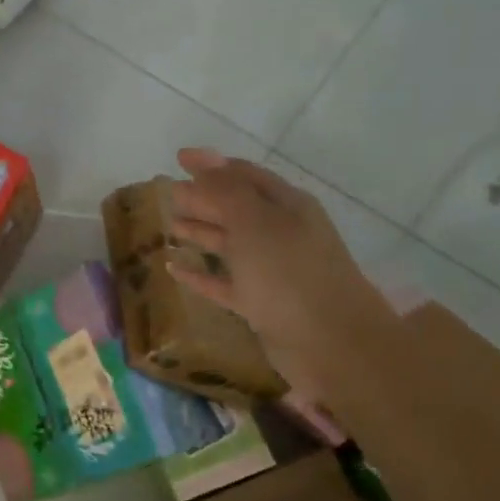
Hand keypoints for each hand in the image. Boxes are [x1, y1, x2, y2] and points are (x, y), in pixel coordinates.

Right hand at [167, 148, 391, 384]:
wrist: (330, 343)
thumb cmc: (289, 273)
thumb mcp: (254, 223)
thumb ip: (225, 190)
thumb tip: (202, 158)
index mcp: (287, 206)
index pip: (245, 175)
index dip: (212, 165)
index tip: (178, 158)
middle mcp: (281, 233)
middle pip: (237, 207)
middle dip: (204, 198)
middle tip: (168, 193)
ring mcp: (272, 270)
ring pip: (230, 244)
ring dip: (201, 232)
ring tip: (170, 226)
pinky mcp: (261, 304)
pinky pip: (224, 282)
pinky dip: (200, 275)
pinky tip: (174, 269)